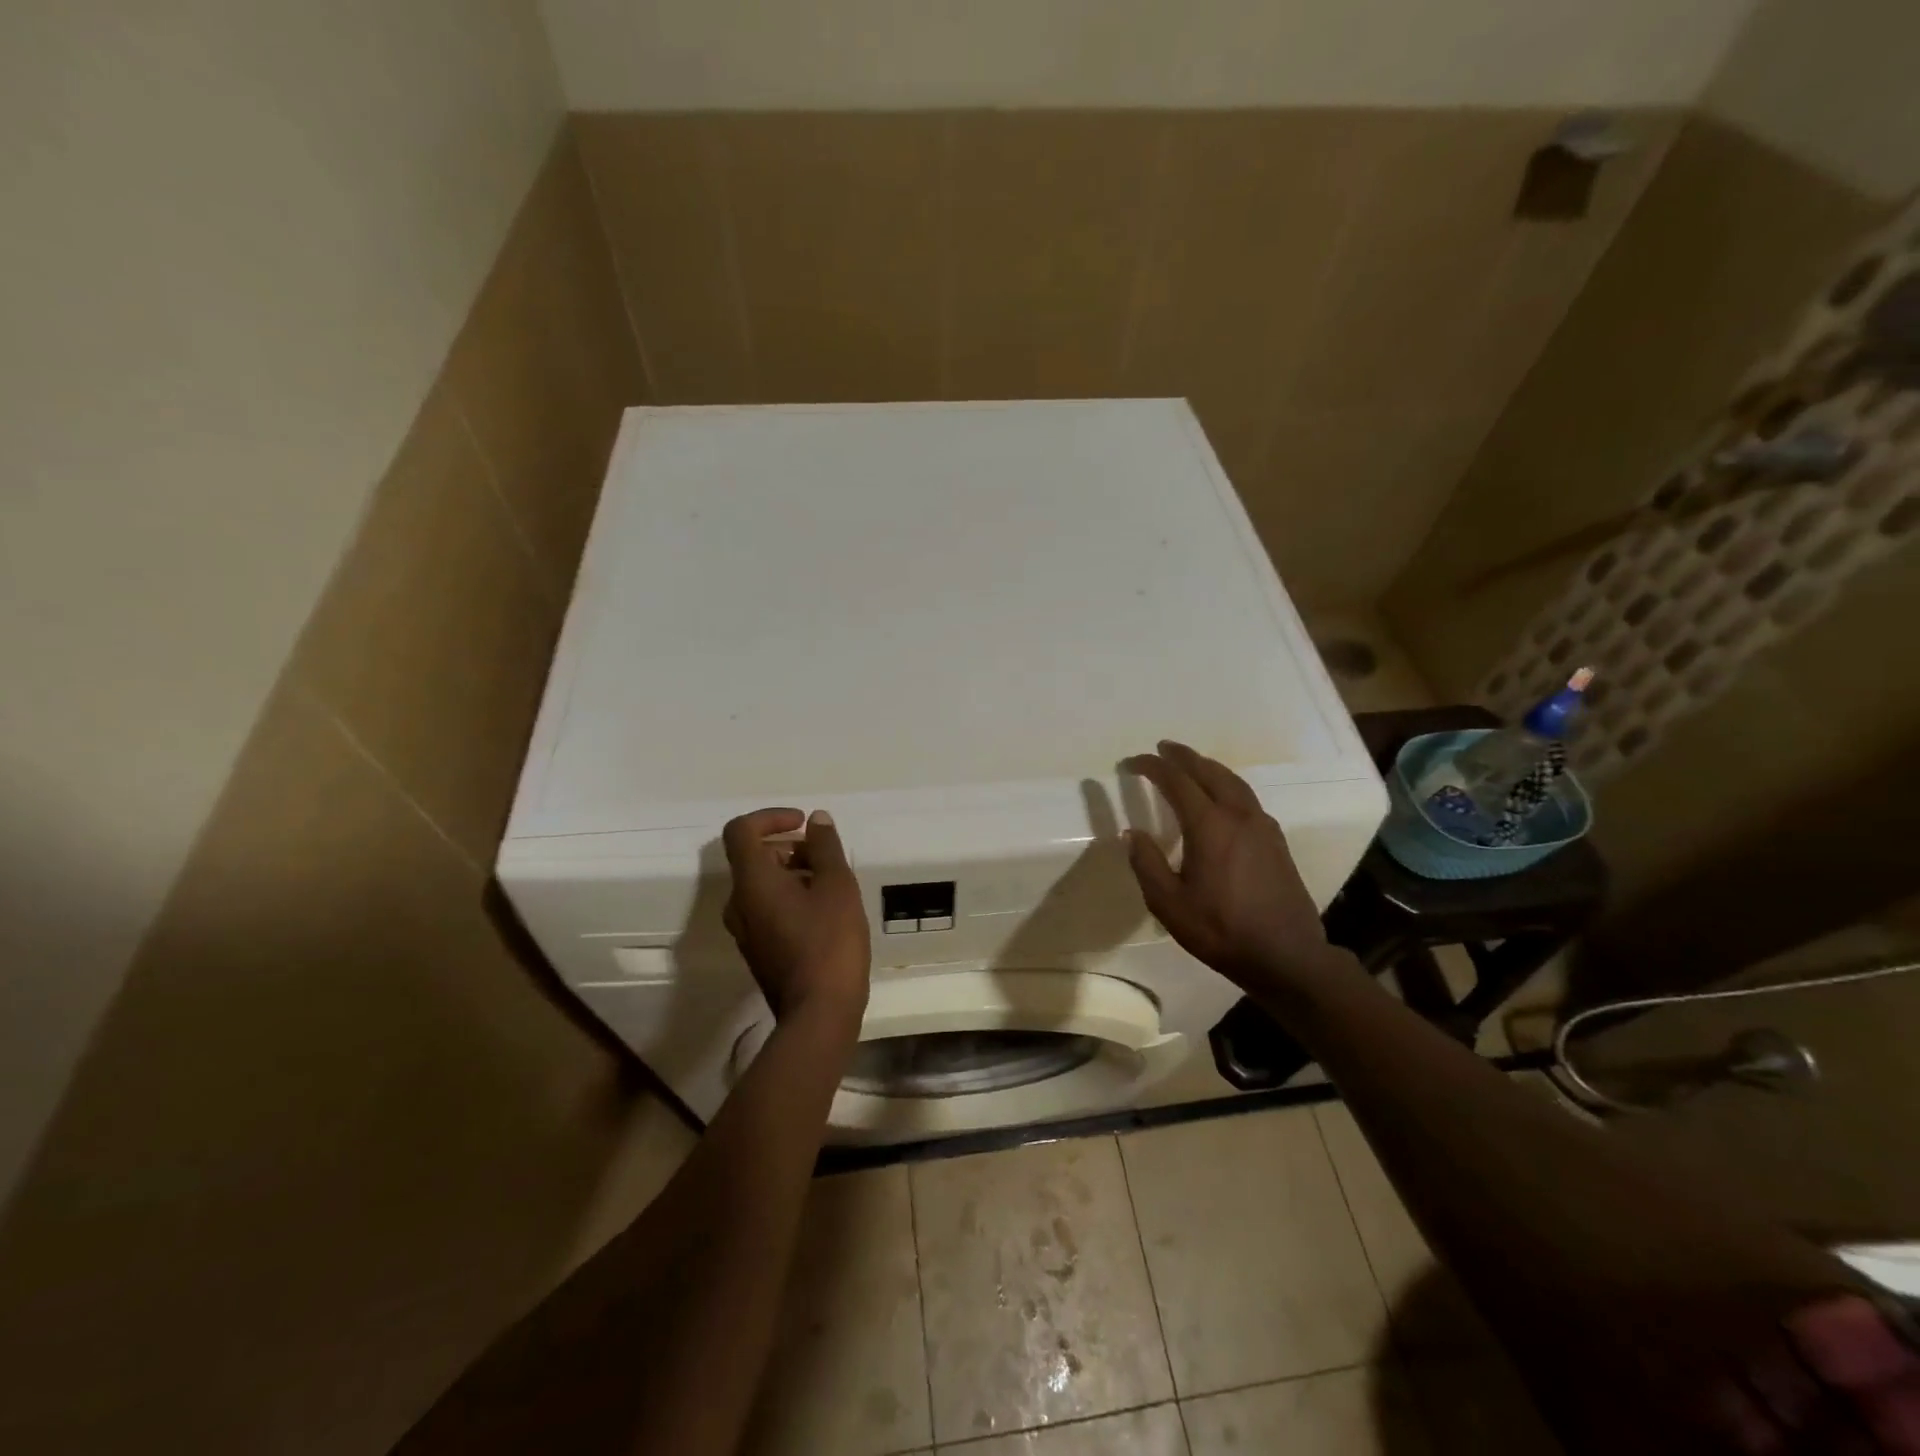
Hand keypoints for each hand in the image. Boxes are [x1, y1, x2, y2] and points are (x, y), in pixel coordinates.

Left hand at [722, 809, 870, 1028]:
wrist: (818, 1013)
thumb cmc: (830, 942)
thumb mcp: (838, 886)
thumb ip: (825, 847)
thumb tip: (816, 820)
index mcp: (752, 882)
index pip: (741, 830)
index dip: (770, 817)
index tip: (802, 824)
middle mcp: (738, 903)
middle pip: (754, 857)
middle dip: (790, 847)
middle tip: (827, 859)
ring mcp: (744, 930)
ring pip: (762, 884)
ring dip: (793, 872)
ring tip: (832, 886)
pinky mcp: (757, 949)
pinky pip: (766, 908)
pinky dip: (790, 896)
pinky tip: (824, 912)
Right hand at [1123, 741, 1349, 995]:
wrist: (1286, 956)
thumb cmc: (1221, 930)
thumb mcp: (1169, 903)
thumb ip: (1147, 864)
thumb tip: (1132, 833)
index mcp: (1210, 826)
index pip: (1177, 781)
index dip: (1152, 767)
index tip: (1131, 763)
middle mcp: (1238, 816)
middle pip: (1209, 771)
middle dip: (1183, 756)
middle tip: (1162, 748)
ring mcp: (1262, 826)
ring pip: (1233, 781)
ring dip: (1207, 767)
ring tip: (1190, 764)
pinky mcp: (1276, 840)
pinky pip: (1246, 797)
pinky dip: (1226, 784)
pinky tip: (1221, 797)